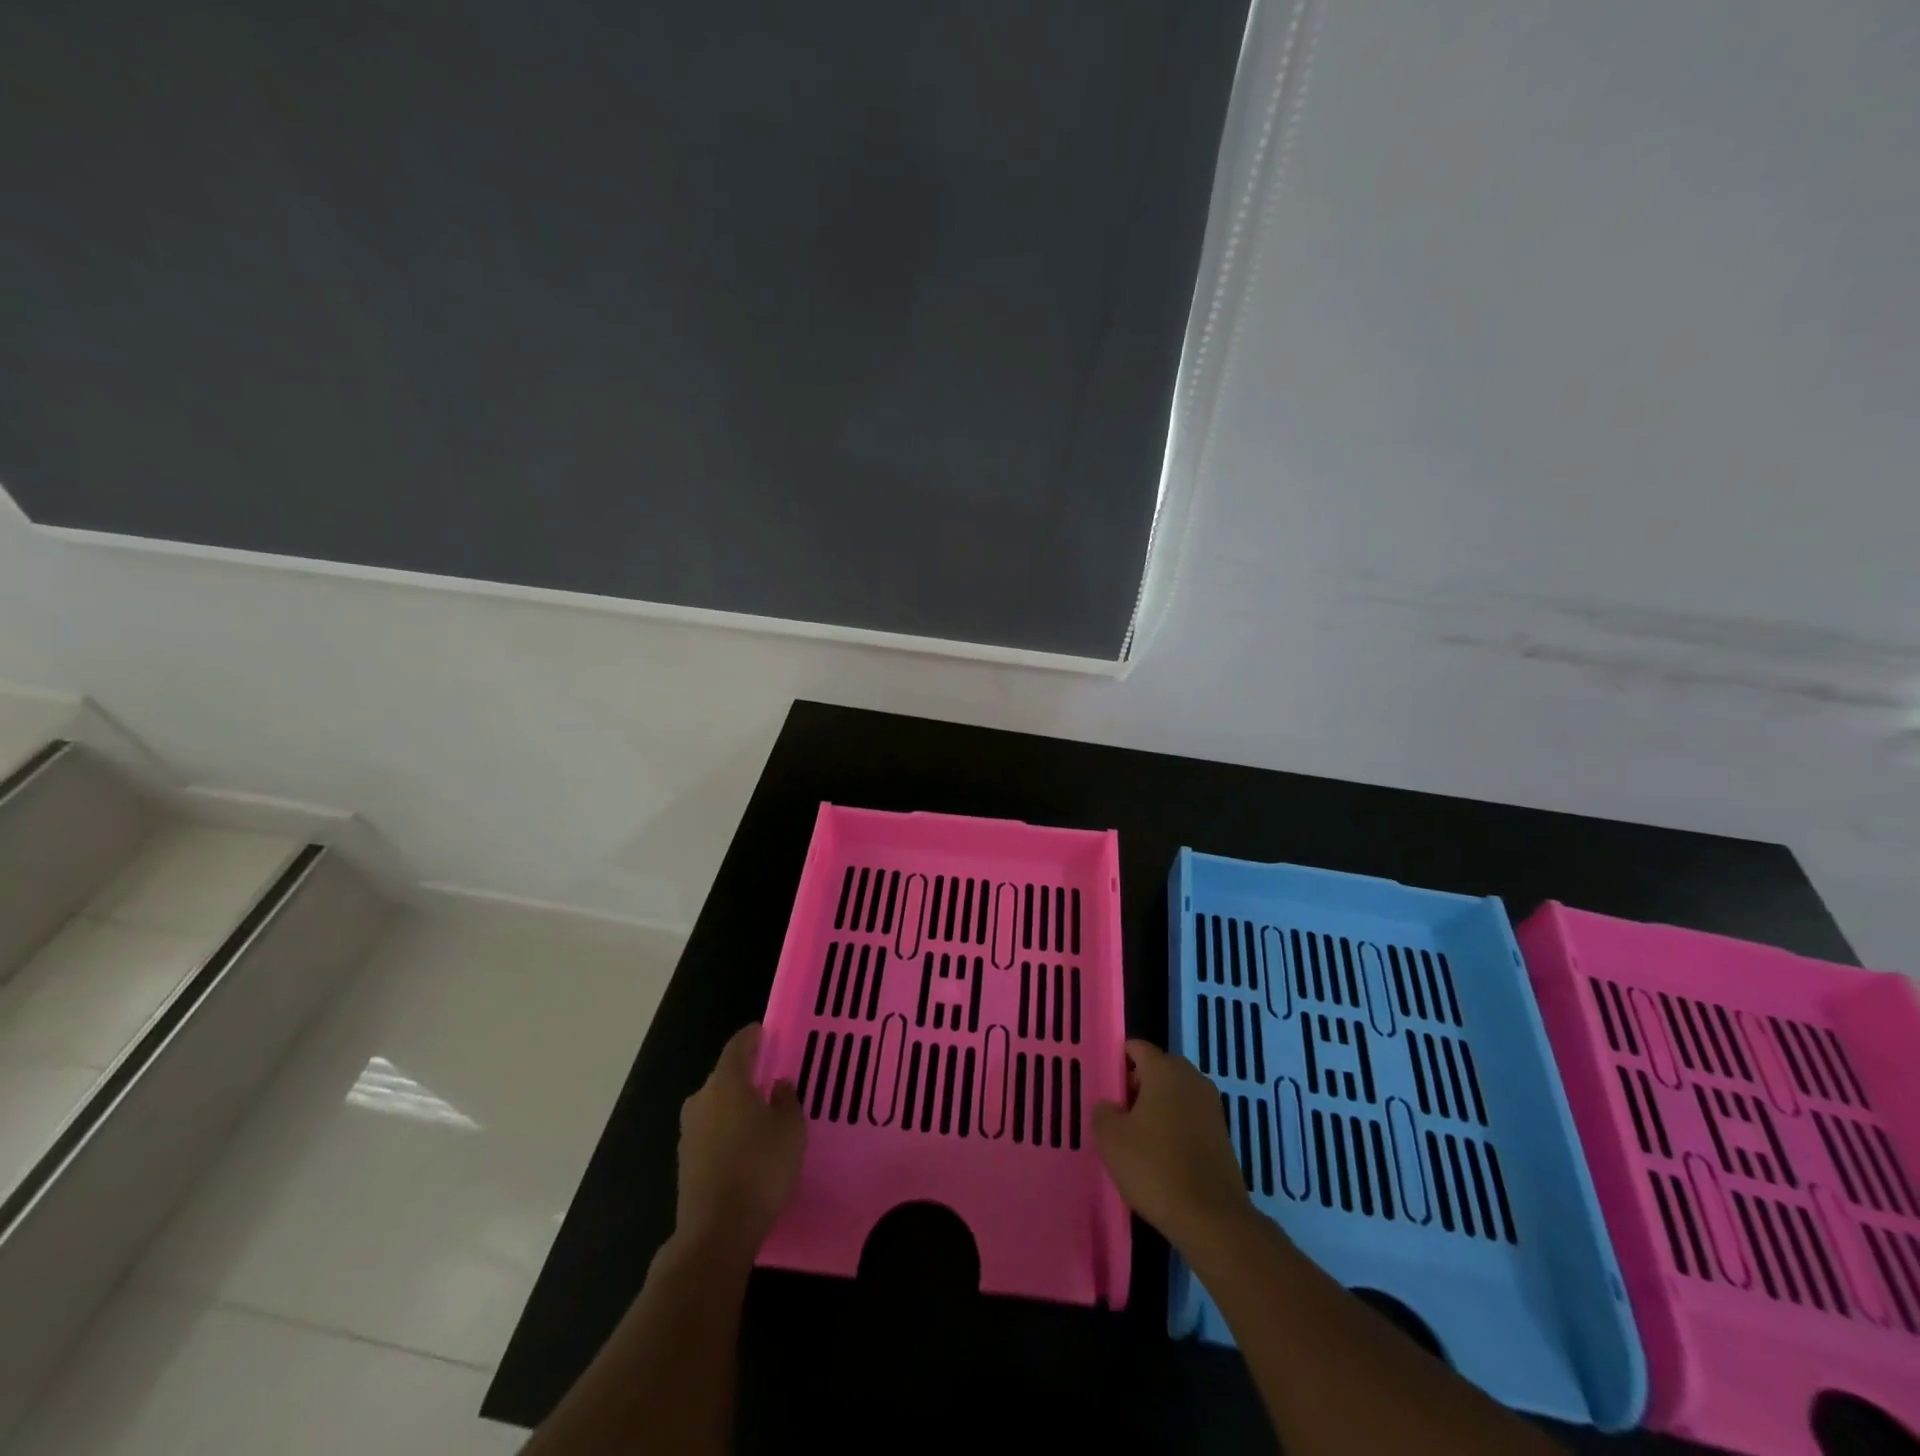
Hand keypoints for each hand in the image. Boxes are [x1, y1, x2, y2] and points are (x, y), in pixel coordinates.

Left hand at [674, 1023, 805, 1259]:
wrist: (716, 1233)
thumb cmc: (760, 1169)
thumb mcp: (790, 1130)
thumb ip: (787, 1100)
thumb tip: (778, 1084)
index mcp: (727, 1083)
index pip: (737, 1047)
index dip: (751, 1037)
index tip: (763, 1031)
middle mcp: (702, 1100)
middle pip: (724, 1076)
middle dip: (745, 1074)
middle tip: (769, 1076)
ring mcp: (689, 1132)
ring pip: (716, 1106)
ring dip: (735, 1105)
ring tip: (760, 1112)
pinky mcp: (686, 1162)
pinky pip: (711, 1132)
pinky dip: (727, 1130)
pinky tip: (745, 1145)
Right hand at [1093, 1039, 1254, 1250]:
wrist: (1212, 1219)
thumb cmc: (1155, 1168)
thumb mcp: (1111, 1138)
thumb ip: (1103, 1111)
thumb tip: (1110, 1106)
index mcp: (1165, 1069)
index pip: (1136, 1048)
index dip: (1118, 1063)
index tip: (1106, 1089)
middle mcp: (1192, 1078)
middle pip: (1157, 1069)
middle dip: (1137, 1086)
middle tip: (1119, 1116)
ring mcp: (1211, 1106)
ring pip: (1175, 1094)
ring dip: (1157, 1108)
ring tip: (1138, 1140)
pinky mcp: (1222, 1134)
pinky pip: (1190, 1117)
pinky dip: (1175, 1128)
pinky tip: (1162, 1157)